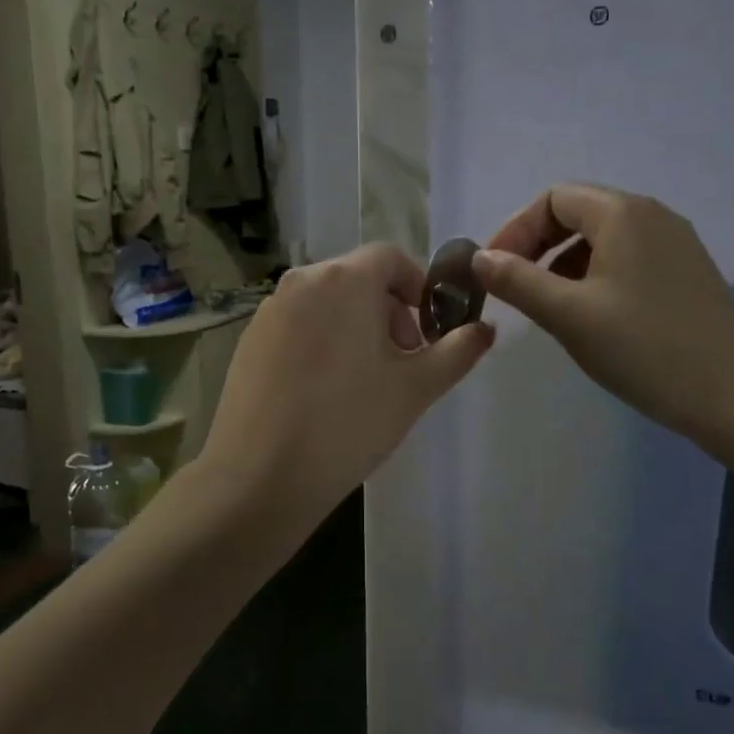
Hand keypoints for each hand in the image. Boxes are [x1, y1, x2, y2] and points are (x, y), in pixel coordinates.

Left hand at [202, 244, 494, 528]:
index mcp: (344, 279)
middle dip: (388, 311)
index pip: (390, 257)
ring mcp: (269, 310)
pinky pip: (297, 325)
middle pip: (357, 278)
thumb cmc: (349, 423)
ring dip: (354, 326)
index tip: (428, 330)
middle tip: (401, 362)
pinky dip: (320, 341)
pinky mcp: (248, 340)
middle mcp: (302, 281)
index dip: (417, 287)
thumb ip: (457, 351)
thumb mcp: (416, 388)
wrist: (261, 475)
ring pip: (325, 302)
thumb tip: (484, 330)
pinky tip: (323, 392)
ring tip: (363, 381)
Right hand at [473, 184, 733, 450]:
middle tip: (515, 286)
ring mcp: (676, 244)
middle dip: (538, 244)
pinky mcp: (687, 273)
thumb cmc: (644, 348)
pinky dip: (596, 275)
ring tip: (549, 304)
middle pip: (579, 212)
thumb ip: (517, 281)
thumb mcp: (568, 315)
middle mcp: (652, 216)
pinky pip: (629, 258)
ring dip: (565, 261)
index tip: (494, 271)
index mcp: (623, 213)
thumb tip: (480, 258)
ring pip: (604, 237)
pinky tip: (591, 315)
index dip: (516, 229)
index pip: (553, 198)